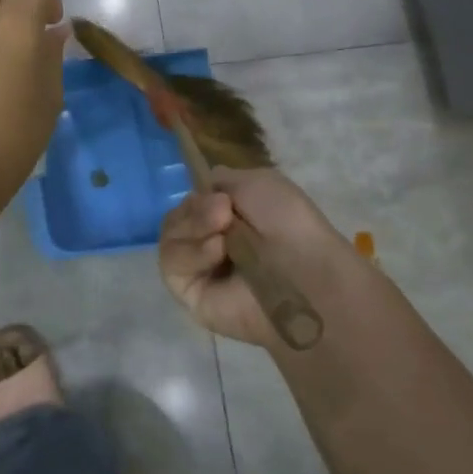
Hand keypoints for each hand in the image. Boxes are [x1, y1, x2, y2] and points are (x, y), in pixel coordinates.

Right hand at [158, 167, 358, 347]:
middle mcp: (210, 241)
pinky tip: (217, 251)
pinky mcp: (188, 293)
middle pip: (177, 216)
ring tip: (224, 234)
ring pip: (170, 237)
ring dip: (194, 226)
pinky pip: (171, 264)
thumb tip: (204, 190)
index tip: (220, 196)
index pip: (192, 201)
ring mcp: (197, 268)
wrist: (303, 271)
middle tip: (224, 212)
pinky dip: (192, 252)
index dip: (199, 195)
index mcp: (228, 218)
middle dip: (197, 209)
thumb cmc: (288, 223)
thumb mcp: (257, 182)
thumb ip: (222, 180)